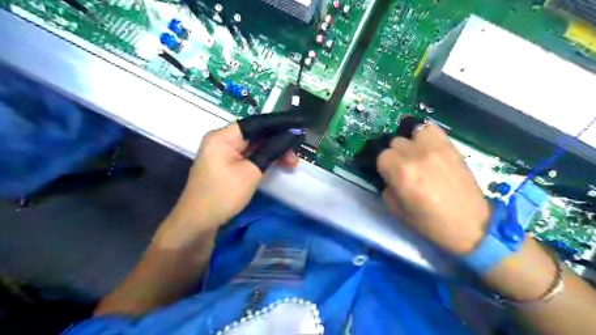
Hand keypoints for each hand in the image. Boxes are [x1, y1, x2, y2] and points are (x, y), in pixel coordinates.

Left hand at [172, 122, 297, 230]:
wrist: (199, 222)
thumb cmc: (224, 195)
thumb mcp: (251, 172)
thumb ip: (271, 151)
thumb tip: (291, 135)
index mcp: (223, 136)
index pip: (256, 123)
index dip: (278, 123)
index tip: (298, 126)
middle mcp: (222, 140)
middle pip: (256, 134)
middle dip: (278, 141)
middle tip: (296, 153)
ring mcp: (224, 153)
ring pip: (254, 145)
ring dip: (273, 151)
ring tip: (291, 162)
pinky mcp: (227, 164)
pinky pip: (249, 155)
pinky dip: (263, 158)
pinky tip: (278, 163)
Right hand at [377, 123, 488, 253]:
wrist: (470, 224)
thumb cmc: (430, 223)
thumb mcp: (398, 211)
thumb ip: (388, 189)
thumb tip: (389, 178)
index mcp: (401, 173)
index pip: (382, 156)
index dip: (384, 167)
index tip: (390, 176)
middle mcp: (416, 155)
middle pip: (395, 142)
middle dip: (395, 156)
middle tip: (403, 169)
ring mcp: (435, 148)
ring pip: (412, 132)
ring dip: (410, 143)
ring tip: (416, 155)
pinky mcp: (451, 147)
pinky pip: (432, 129)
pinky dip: (426, 136)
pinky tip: (428, 148)